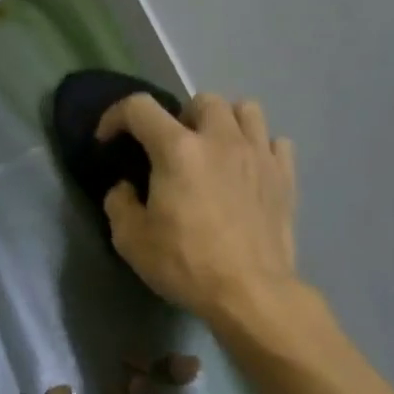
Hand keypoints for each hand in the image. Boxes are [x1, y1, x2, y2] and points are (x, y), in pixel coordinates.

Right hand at [98, 92, 299, 322]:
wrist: (250, 292)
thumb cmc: (185, 265)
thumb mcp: (132, 241)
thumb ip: (120, 204)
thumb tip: (125, 187)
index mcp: (177, 150)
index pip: (140, 108)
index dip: (116, 116)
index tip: (108, 139)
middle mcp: (221, 139)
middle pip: (201, 101)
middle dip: (180, 117)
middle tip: (171, 149)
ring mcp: (259, 153)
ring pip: (245, 110)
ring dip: (224, 123)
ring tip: (214, 150)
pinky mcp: (285, 175)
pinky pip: (275, 141)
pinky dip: (258, 147)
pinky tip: (247, 170)